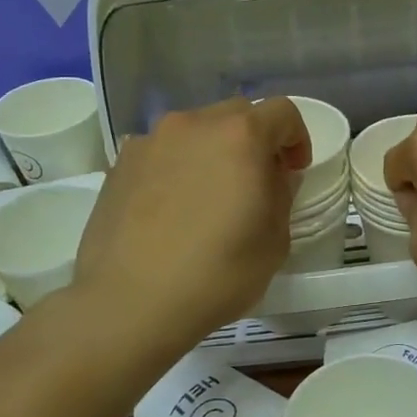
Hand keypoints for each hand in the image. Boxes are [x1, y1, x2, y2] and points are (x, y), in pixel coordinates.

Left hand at [69, 98, 309, 347]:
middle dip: (254, 140)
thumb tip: (273, 176)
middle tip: (255, 182)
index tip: (294, 171)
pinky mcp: (119, 165)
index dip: (297, 138)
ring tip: (208, 197)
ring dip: (212, 152)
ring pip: (195, 132)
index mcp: (240, 136)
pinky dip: (176, 168)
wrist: (130, 303)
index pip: (282, 112)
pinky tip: (172, 210)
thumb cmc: (217, 274)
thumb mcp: (274, 241)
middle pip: (236, 114)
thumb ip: (280, 195)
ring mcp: (150, 142)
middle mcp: (193, 125)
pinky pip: (162, 153)